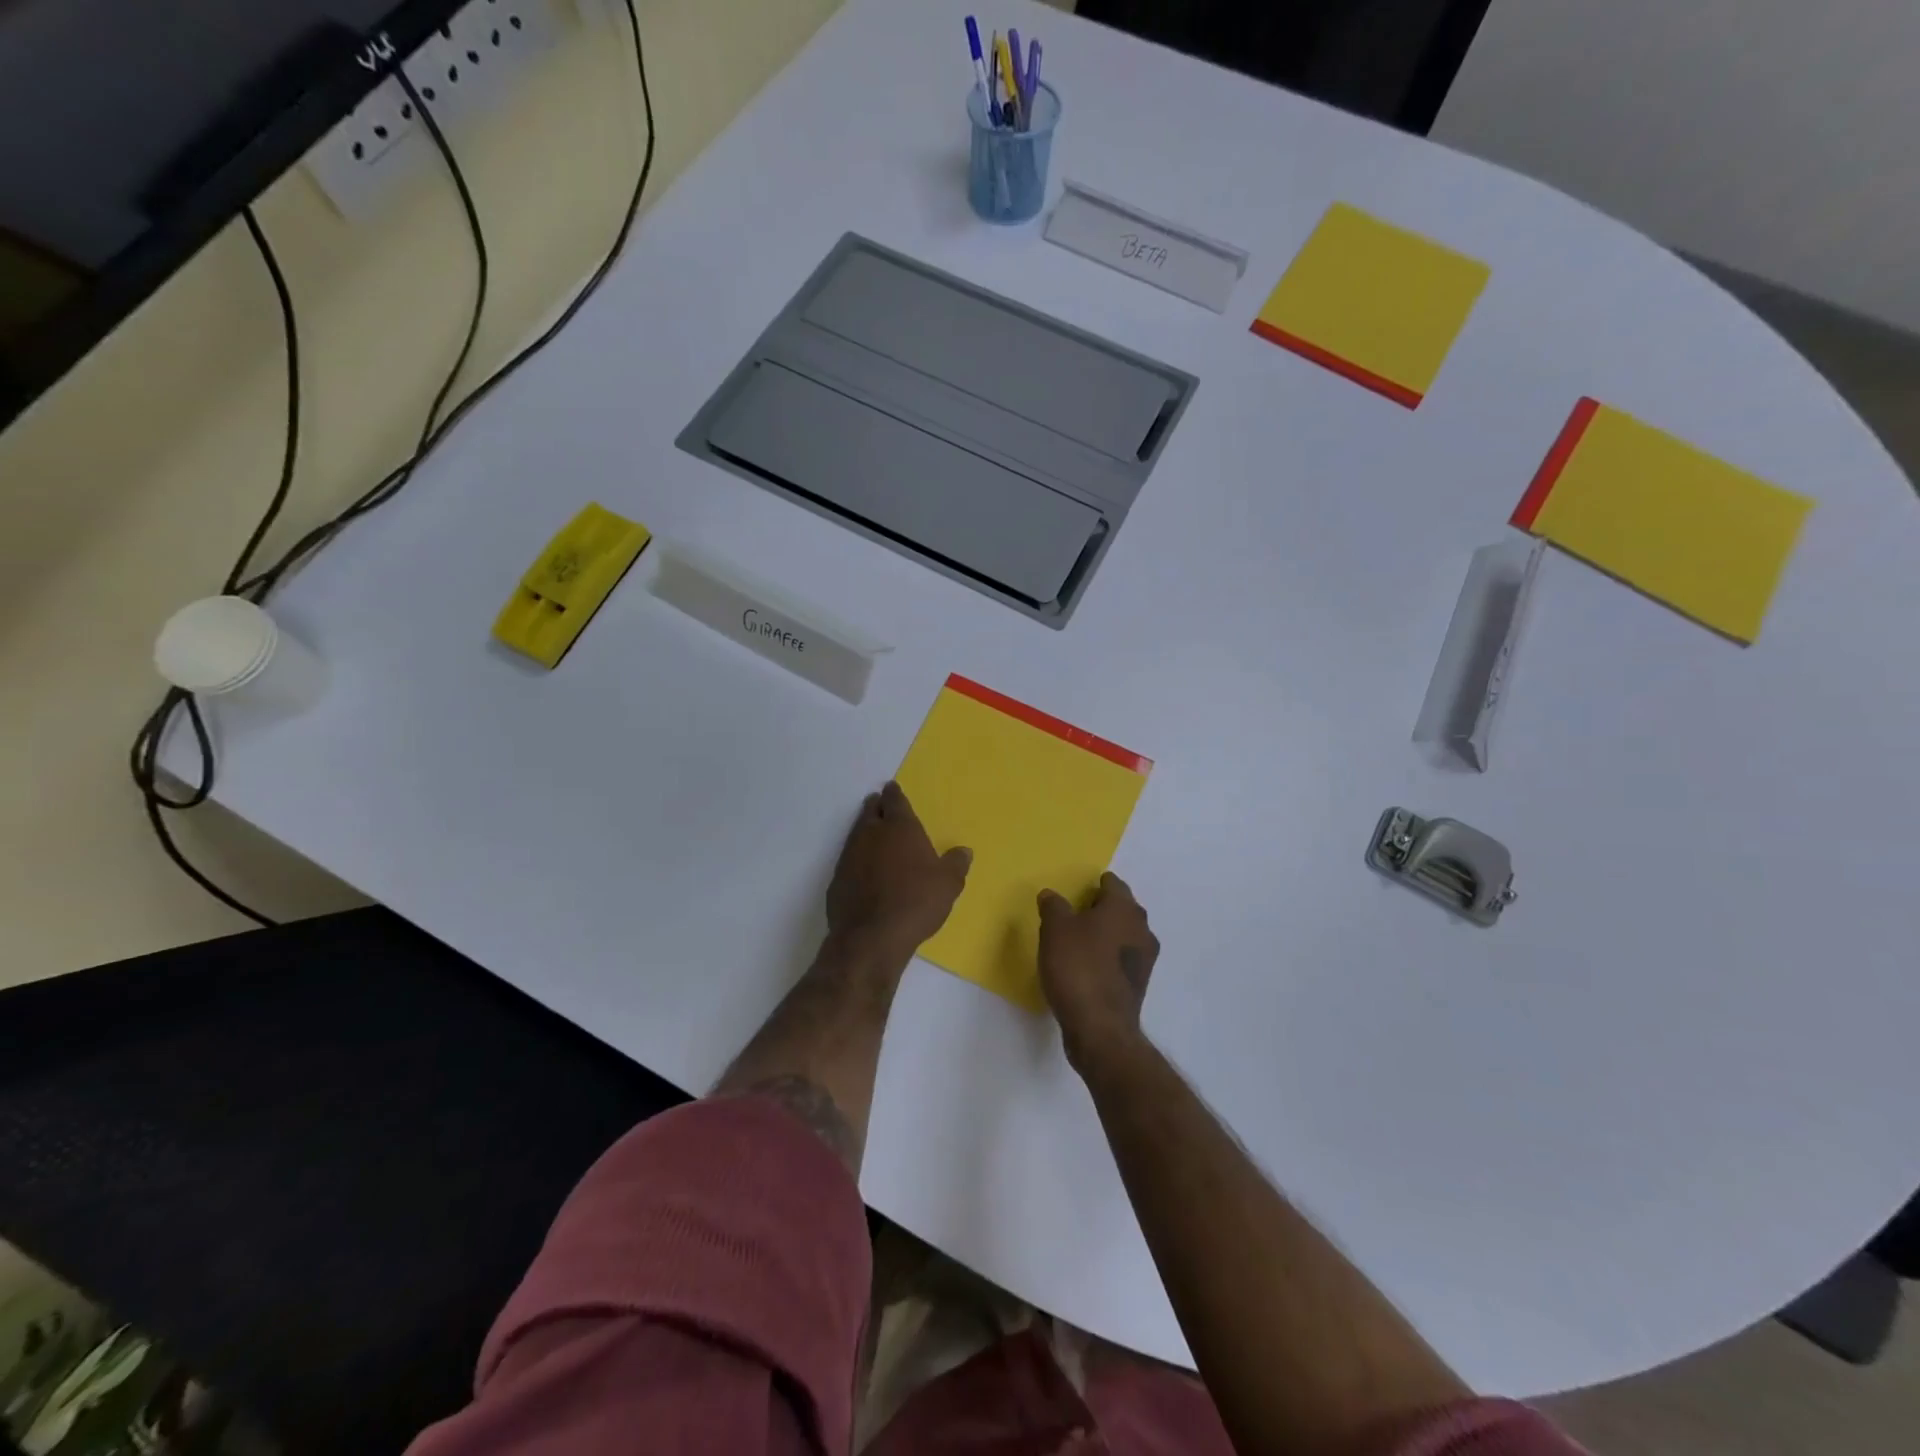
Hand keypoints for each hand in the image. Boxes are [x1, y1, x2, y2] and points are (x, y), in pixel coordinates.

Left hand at [827, 782, 971, 961]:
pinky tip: (862, 868)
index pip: (895, 801)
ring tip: (871, 831)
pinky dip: (856, 858)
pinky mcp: (837, 879)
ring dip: (864, 829)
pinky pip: (848, 859)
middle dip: (876, 806)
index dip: (894, 794)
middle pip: (871, 812)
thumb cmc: (916, 902)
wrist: (871, 936)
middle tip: (879, 803)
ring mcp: (850, 855)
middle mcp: (872, 834)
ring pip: (857, 833)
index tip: (891, 788)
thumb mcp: (948, 884)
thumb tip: (964, 851)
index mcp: (900, 828)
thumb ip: (956, 864)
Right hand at [1037, 872, 1158, 1074]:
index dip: (1096, 884)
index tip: (1079, 889)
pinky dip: (1107, 958)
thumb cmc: (1078, 968)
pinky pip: (1121, 960)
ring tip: (1079, 940)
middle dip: (1102, 908)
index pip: (1114, 884)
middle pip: (1122, 909)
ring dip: (1106, 934)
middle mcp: (1141, 929)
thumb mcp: (1055, 929)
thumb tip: (1051, 895)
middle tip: (1075, 912)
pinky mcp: (1138, 985)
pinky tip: (1087, 966)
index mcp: (1124, 909)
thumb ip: (1053, 906)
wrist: (1100, 1028)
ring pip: (1124, 935)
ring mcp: (1144, 960)